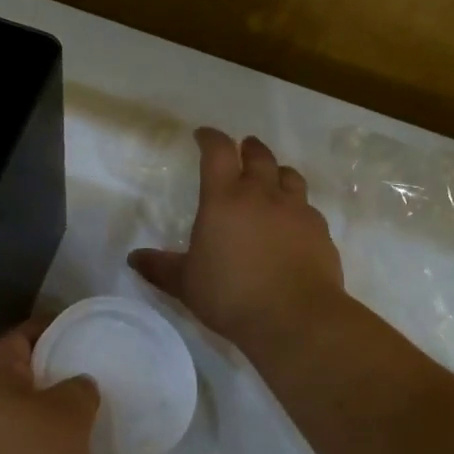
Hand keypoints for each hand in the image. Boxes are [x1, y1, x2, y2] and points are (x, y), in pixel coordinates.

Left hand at [0, 320, 129, 453]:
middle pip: (29, 390)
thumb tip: (80, 386)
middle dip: (66, 388)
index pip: (17, 339)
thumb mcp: (64, 417)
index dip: (47, 328)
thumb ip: (79, 392)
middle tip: (105, 383)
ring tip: (117, 436)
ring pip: (40, 441)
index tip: (80, 328)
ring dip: (75, 441)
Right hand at [129, 128, 345, 361]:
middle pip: (258, 155)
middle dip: (247, 148)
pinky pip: (308, 207)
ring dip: (277, 171)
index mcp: (224, 199)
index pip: (218, 151)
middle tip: (242, 149)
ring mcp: (296, 210)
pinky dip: (297, 206)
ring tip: (271, 178)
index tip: (203, 135)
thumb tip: (133, 258)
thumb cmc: (232, 295)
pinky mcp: (320, 231)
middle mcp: (262, 194)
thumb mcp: (186, 284)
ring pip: (289, 175)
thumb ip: (160, 267)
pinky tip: (292, 222)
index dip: (210, 138)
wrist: (296, 318)